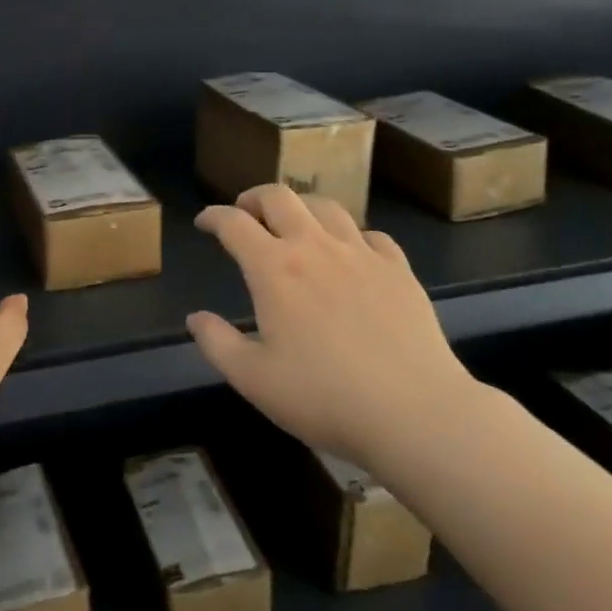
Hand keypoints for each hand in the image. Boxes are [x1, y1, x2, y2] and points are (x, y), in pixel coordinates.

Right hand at [188, 186, 475, 468]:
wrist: (415, 413)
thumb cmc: (324, 397)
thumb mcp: (253, 379)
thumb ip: (217, 343)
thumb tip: (196, 318)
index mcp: (274, 268)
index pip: (234, 223)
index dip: (213, 216)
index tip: (204, 222)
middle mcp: (314, 247)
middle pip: (279, 197)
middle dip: (254, 197)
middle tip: (246, 213)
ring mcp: (361, 254)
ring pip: (326, 207)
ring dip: (301, 208)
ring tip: (295, 225)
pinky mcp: (399, 269)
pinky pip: (371, 235)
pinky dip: (351, 236)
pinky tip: (351, 254)